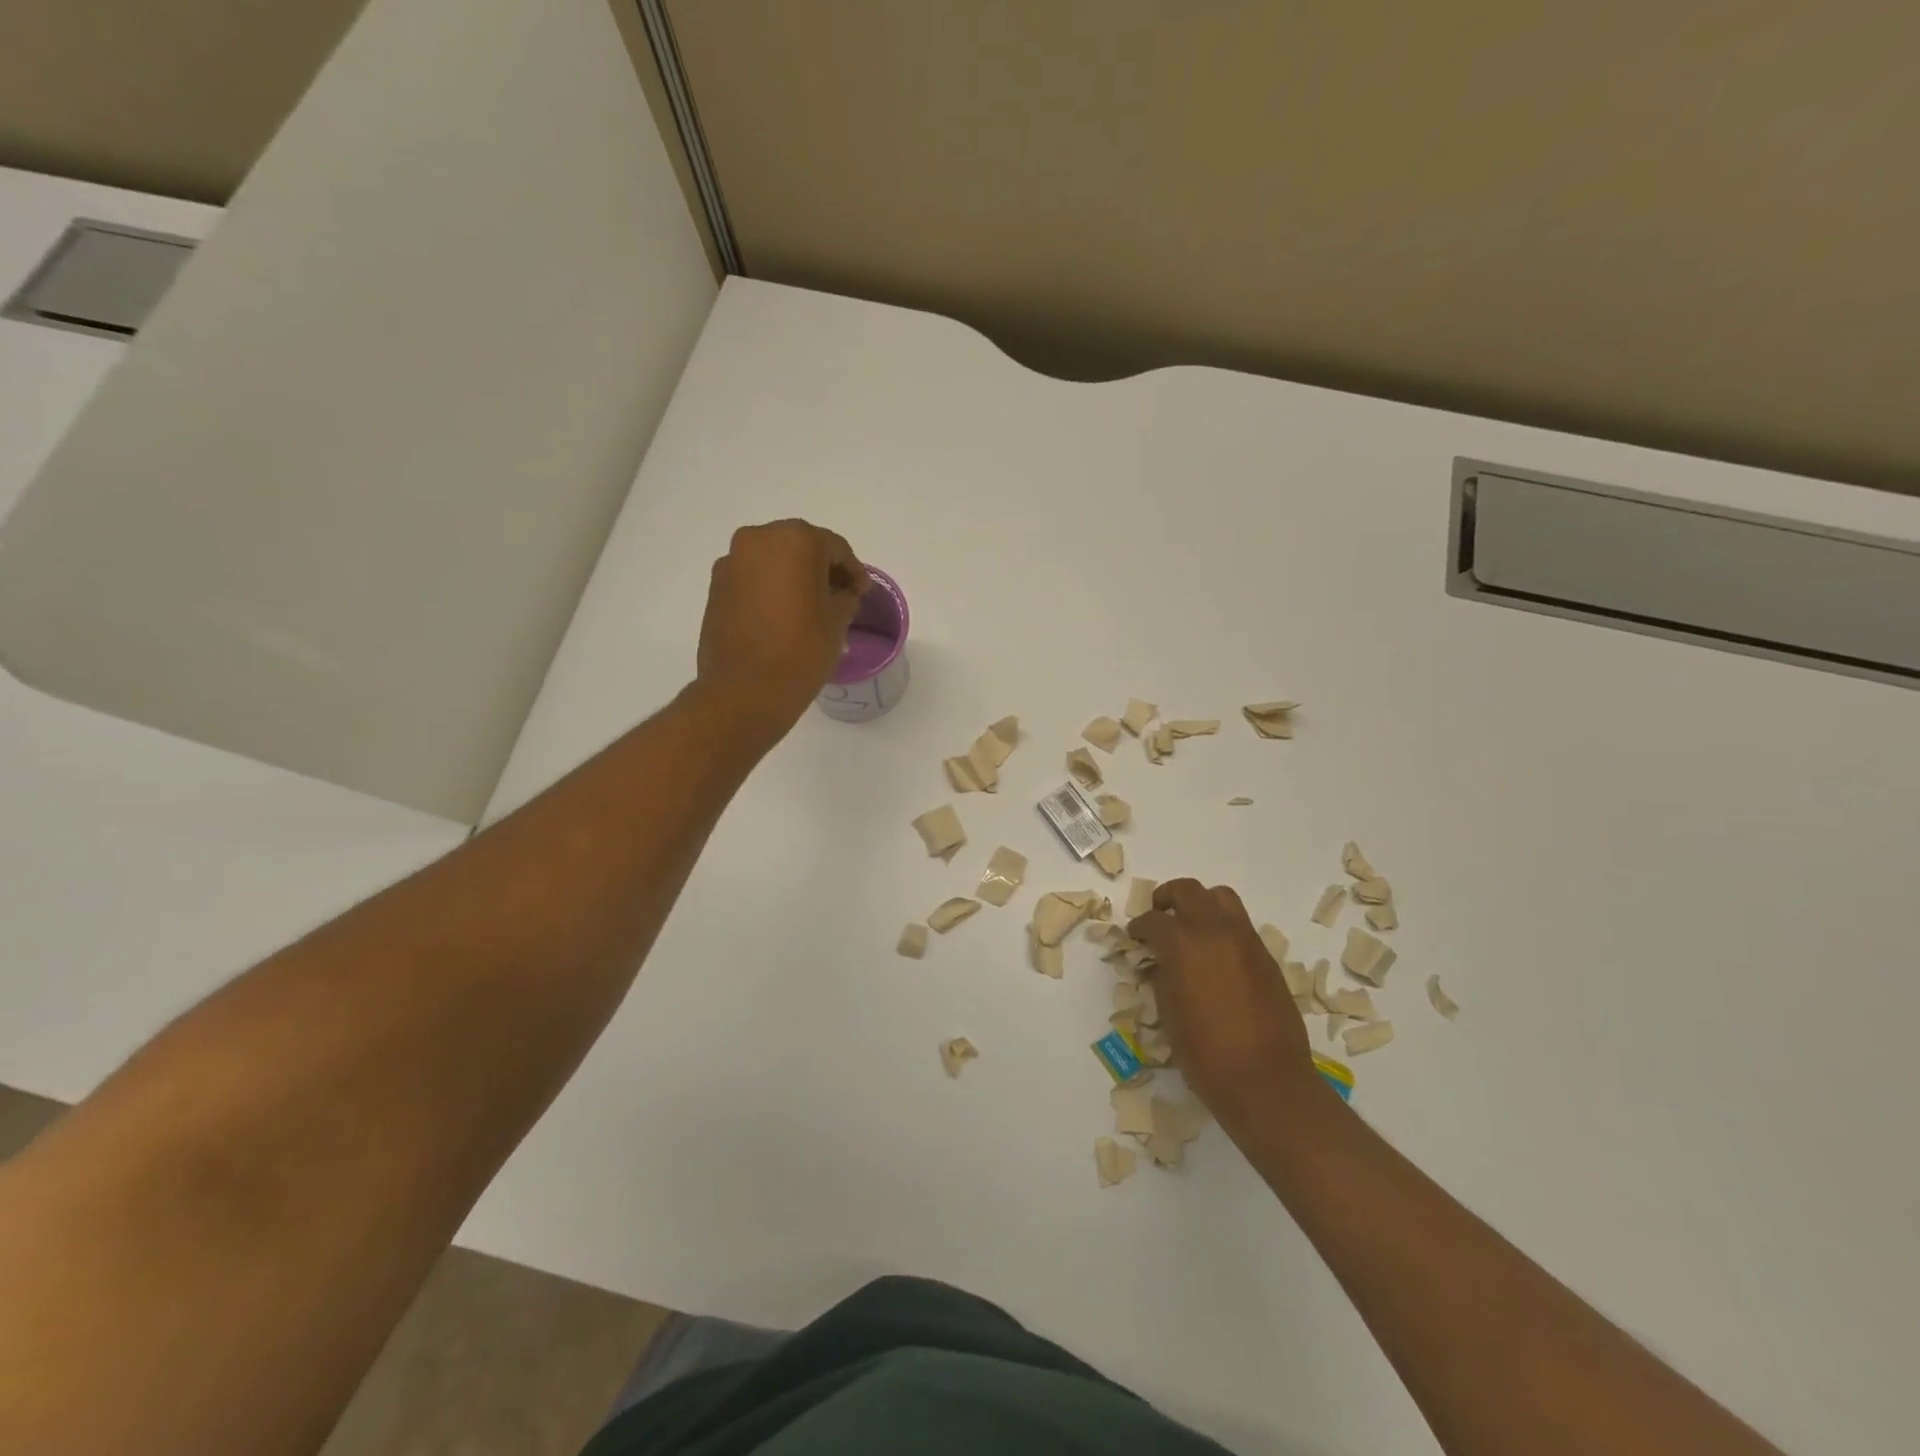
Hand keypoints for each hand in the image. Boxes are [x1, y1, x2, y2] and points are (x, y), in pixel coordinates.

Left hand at [696, 519, 869, 741]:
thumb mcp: (838, 621)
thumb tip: (842, 591)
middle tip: (839, 596)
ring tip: (810, 607)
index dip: (854, 571)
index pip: (836, 547)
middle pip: (801, 546)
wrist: (744, 691)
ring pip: (774, 560)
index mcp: (796, 540)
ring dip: (794, 577)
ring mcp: (732, 561)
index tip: (862, 593)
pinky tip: (783, 614)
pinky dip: (771, 588)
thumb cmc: (801, 651)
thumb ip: (846, 596)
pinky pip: (753, 577)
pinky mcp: (716, 586)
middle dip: (822, 568)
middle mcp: (759, 539)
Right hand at [1128, 879, 1318, 1132]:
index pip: (1153, 921)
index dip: (1139, 927)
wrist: (1266, 1082)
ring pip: (1222, 898)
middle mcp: (1214, 931)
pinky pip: (1241, 926)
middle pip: (1188, 890)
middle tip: (1159, 914)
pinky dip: (1223, 928)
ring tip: (1191, 926)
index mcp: (1182, 944)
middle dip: (1168, 898)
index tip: (1135, 936)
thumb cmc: (1206, 1055)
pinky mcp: (1267, 958)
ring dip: (1201, 904)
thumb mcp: (1169, 1015)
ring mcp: (1246, 941)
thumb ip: (1162, 978)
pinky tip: (1217, 956)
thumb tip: (1162, 964)